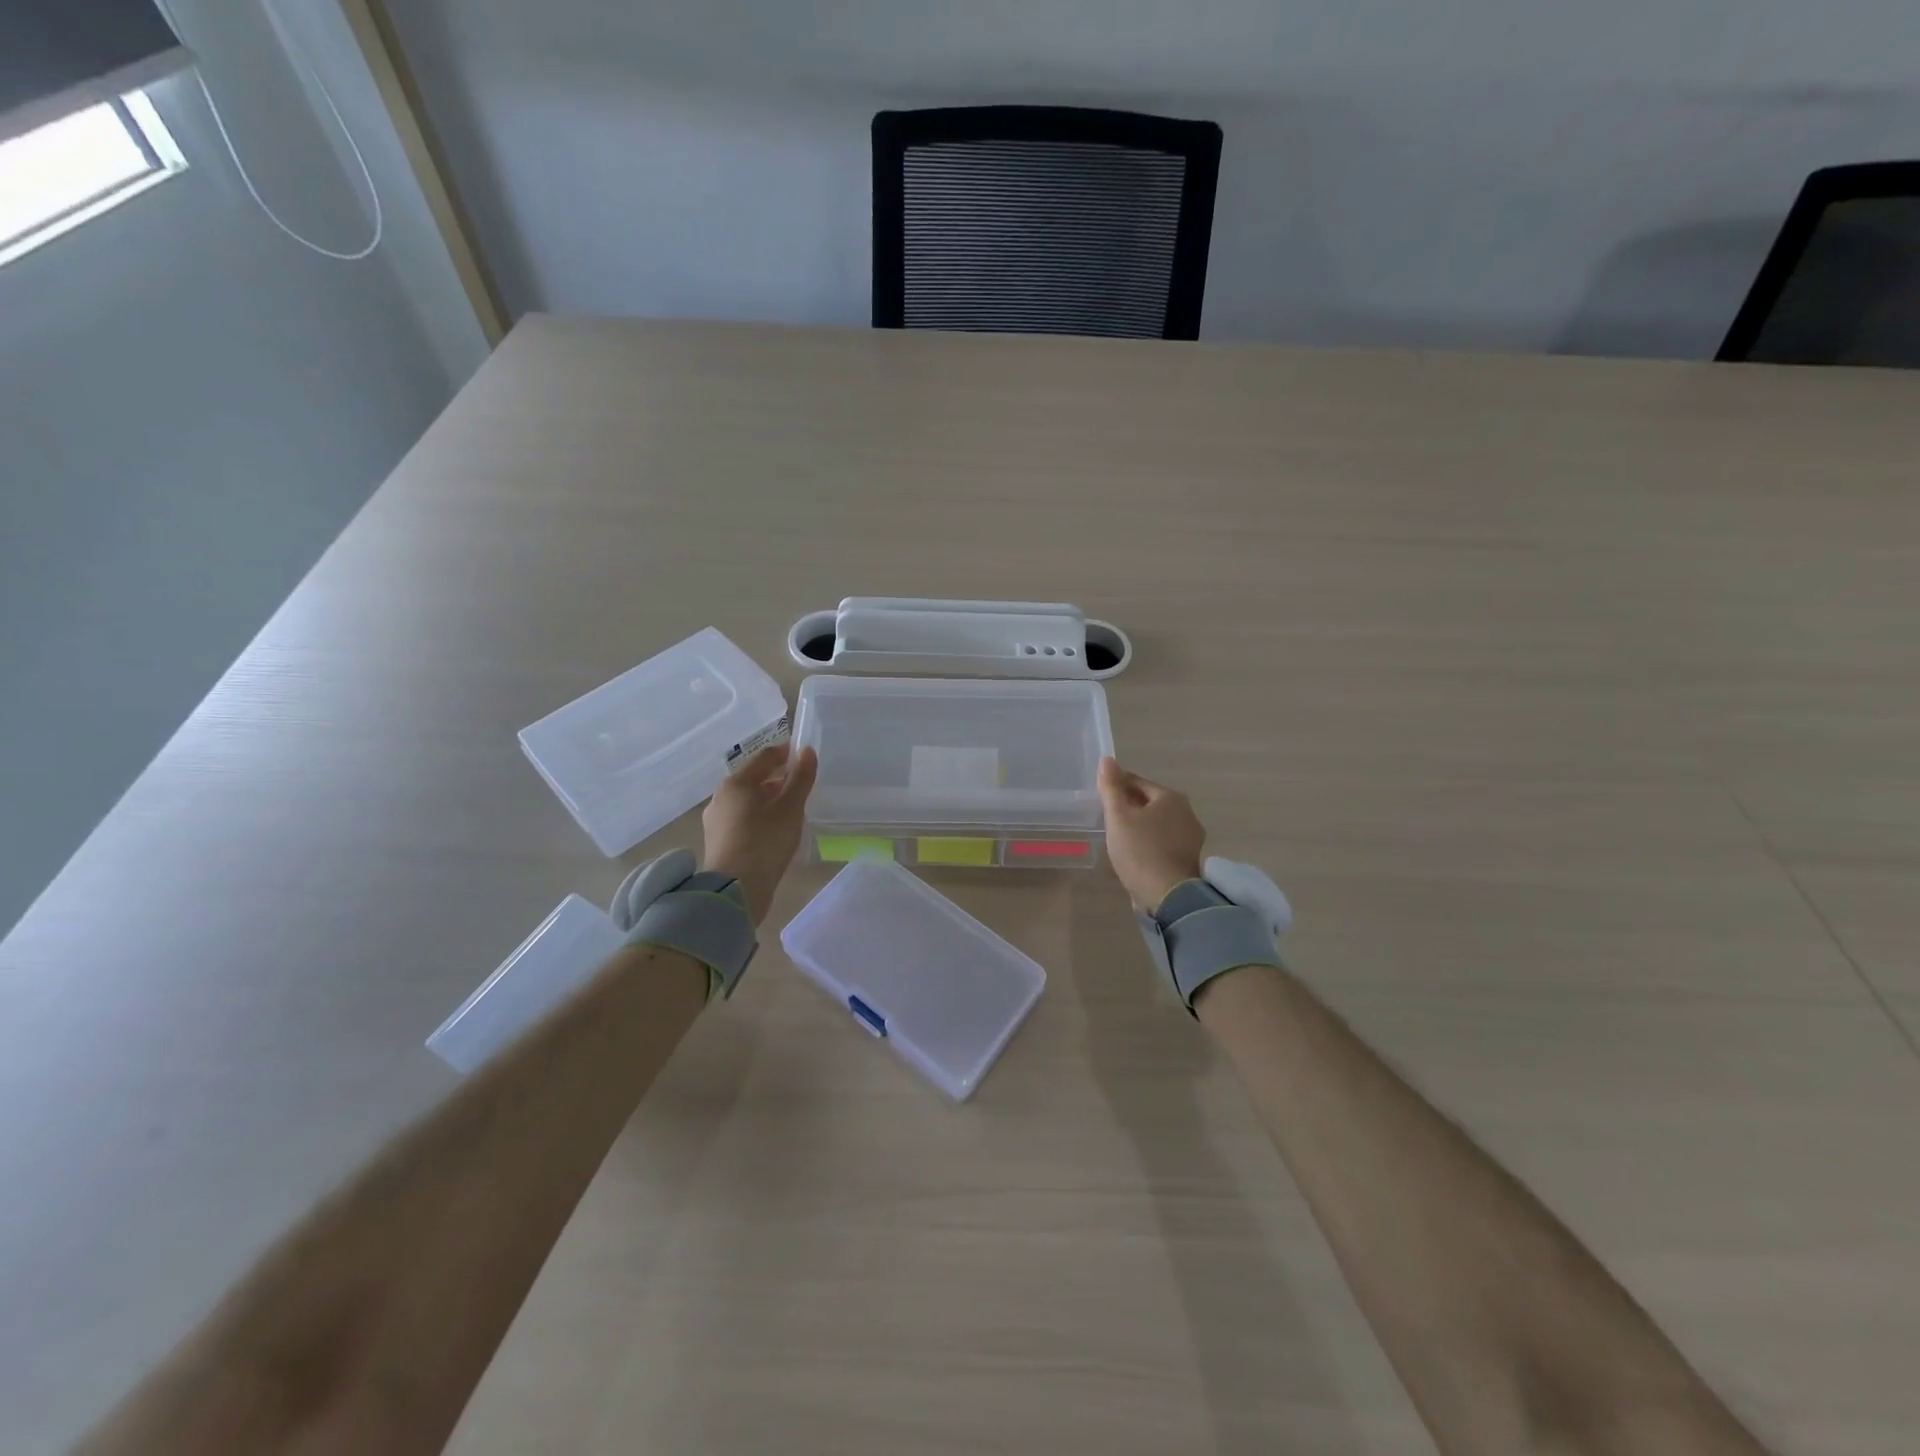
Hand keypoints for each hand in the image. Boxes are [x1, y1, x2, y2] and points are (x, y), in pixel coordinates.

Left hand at [702, 743, 817, 922]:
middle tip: (802, 785)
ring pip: (748, 801)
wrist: (735, 890)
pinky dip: (760, 817)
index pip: (764, 758)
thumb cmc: (765, 842)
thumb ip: (801, 779)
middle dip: (778, 779)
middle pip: (754, 779)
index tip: (805, 755)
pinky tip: (775, 829)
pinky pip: (743, 819)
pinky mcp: (719, 841)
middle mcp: (721, 797)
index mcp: (736, 783)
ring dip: (769, 799)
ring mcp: (717, 820)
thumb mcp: (790, 808)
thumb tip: (807, 751)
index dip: (786, 753)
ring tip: (792, 809)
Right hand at [1098, 757, 1206, 912]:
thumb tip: (1108, 760)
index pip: (1137, 782)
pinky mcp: (1188, 858)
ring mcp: (1191, 837)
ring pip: (1158, 823)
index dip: (1117, 785)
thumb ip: (1111, 788)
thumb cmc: (1140, 850)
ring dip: (1140, 825)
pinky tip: (1134, 852)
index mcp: (1171, 798)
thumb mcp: (1118, 816)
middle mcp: (1186, 813)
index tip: (1100, 793)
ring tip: (1118, 834)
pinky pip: (1163, 842)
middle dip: (1129, 805)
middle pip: (1150, 802)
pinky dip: (1149, 842)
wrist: (1168, 895)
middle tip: (1106, 814)